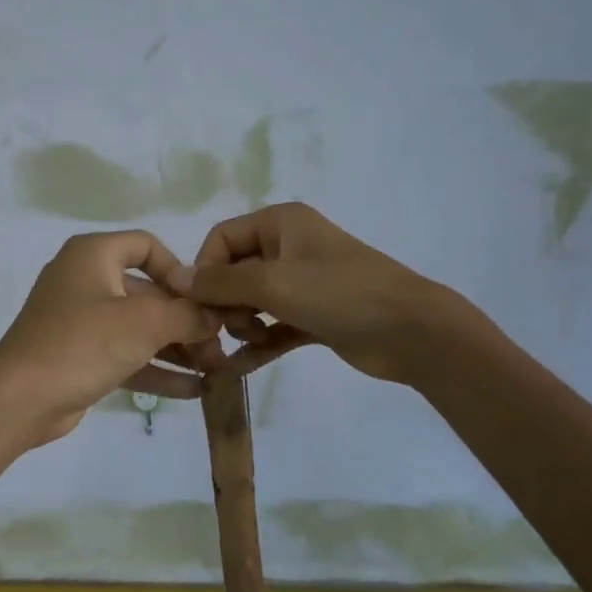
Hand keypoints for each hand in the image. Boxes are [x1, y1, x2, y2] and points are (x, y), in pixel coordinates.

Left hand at [0, 231, 220, 444]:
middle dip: (186, 319)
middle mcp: (85, 280)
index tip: (202, 301)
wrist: (20, 398)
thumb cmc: (83, 343)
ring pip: (138, 327)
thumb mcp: (144, 322)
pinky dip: (155, 368)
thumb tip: (214, 316)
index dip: (179, 270)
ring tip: (215, 370)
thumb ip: (187, 314)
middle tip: (219, 345)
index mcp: (93, 254)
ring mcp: (81, 320)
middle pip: (147, 291)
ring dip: (176, 347)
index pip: (146, 245)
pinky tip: (193, 390)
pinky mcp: (80, 356)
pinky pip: (125, 354)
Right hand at [169, 202, 467, 383]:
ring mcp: (302, 283)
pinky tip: (238, 368)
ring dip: (239, 324)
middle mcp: (288, 247)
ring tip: (245, 343)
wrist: (412, 332)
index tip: (202, 304)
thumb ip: (221, 282)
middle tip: (222, 331)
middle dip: (222, 302)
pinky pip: (273, 326)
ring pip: (251, 301)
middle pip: (233, 271)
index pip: (222, 238)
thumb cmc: (340, 294)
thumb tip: (179, 280)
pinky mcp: (313, 316)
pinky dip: (257, 343)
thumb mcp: (273, 282)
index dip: (205, 269)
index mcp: (280, 223)